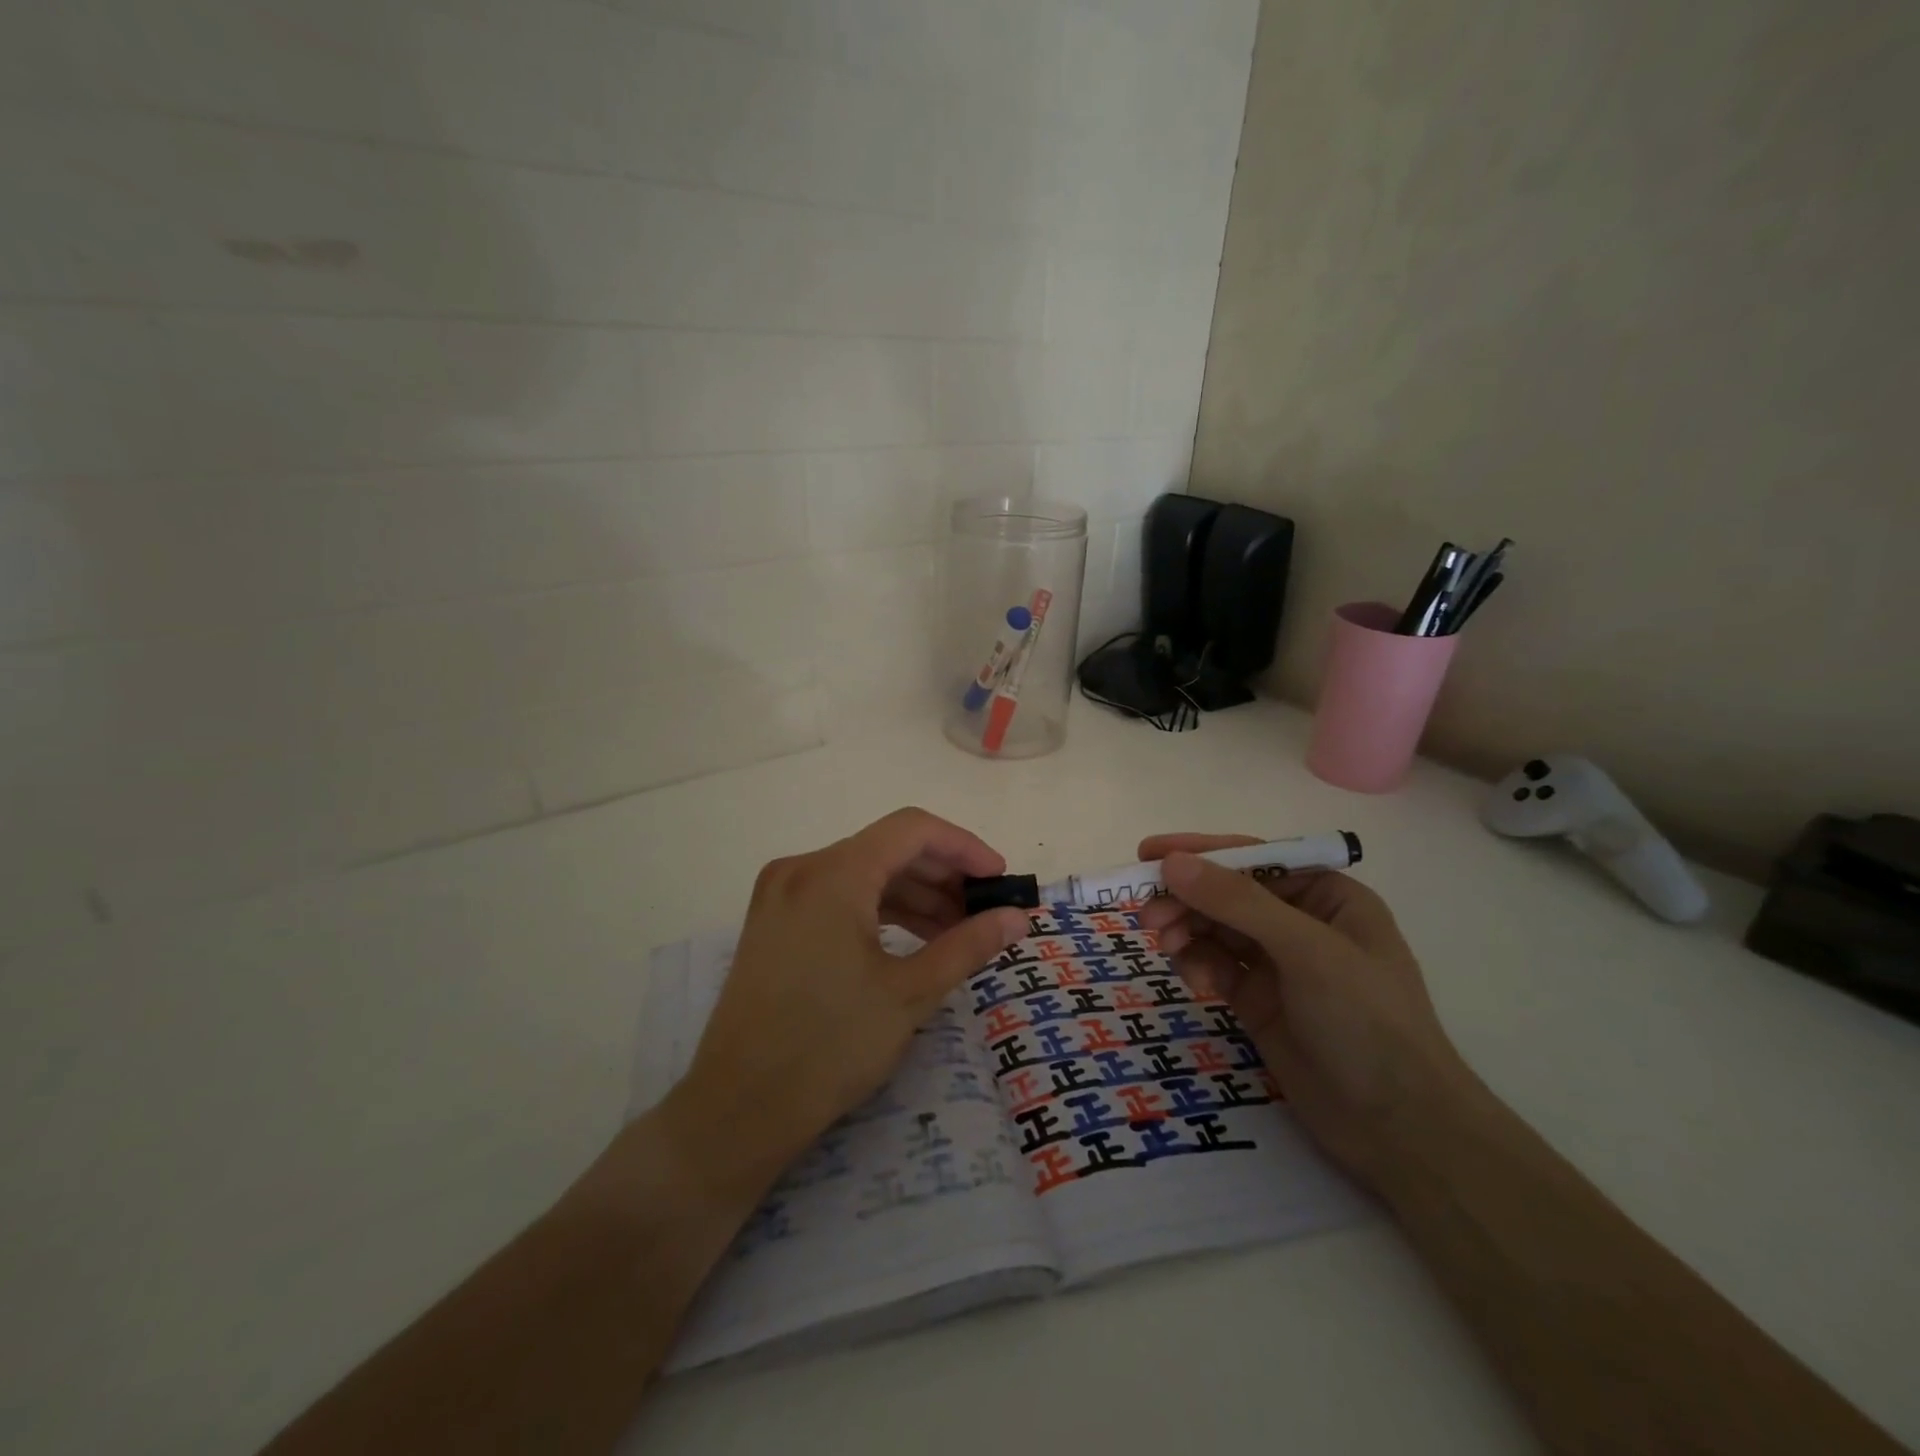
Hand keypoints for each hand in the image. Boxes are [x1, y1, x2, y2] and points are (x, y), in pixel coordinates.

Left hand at [663, 809, 1028, 1198]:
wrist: (736, 1110)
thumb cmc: (829, 1048)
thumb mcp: (910, 993)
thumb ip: (968, 944)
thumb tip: (1018, 918)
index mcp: (833, 874)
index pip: (912, 830)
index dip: (964, 847)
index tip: (1000, 879)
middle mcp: (802, 868)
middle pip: (887, 849)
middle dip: (942, 875)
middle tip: (984, 911)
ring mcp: (782, 894)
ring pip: (863, 873)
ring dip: (914, 895)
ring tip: (957, 932)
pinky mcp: (773, 921)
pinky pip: (838, 896)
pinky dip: (880, 910)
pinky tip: (912, 940)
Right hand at [1134, 834, 1473, 1187]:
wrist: (1399, 1130)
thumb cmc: (1367, 1022)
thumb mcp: (1306, 951)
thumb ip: (1237, 903)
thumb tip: (1172, 862)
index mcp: (1326, 896)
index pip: (1253, 859)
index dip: (1200, 853)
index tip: (1148, 854)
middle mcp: (1300, 922)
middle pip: (1226, 894)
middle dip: (1186, 900)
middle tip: (1148, 917)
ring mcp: (1277, 964)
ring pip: (1214, 929)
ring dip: (1186, 932)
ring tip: (1166, 949)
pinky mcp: (1258, 1000)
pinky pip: (1215, 966)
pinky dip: (1198, 967)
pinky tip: (1197, 985)